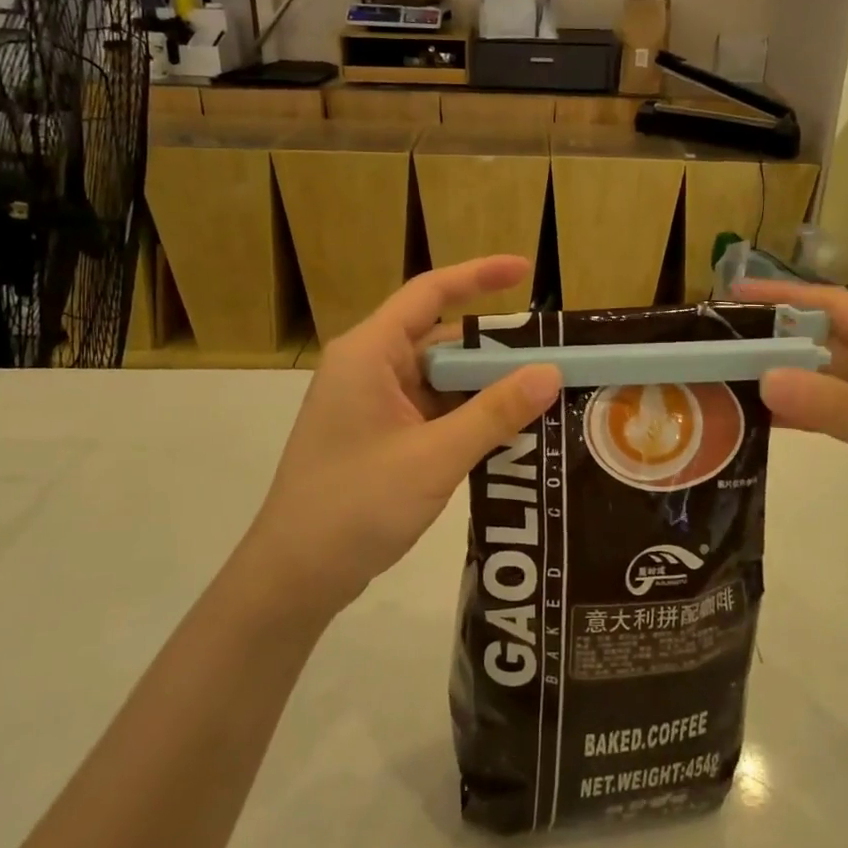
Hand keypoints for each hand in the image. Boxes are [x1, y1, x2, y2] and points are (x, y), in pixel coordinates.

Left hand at [247, 257, 561, 614]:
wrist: (294, 577)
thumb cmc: (355, 505)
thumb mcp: (434, 457)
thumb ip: (494, 413)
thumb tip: (550, 372)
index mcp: (369, 353)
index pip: (429, 293)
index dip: (479, 275)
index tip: (526, 269)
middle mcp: (368, 368)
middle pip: (440, 339)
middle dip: (494, 348)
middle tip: (553, 356)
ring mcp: (372, 404)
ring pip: (439, 379)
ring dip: (484, 386)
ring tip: (543, 394)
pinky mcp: (378, 435)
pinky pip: (431, 410)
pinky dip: (466, 415)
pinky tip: (507, 431)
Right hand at [734, 279, 847, 589]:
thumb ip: (839, 407)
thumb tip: (765, 377)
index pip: (839, 307)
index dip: (787, 297)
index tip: (736, 293)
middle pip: (829, 343)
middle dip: (777, 340)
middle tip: (719, 345)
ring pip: (831, 381)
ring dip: (788, 380)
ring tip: (731, 380)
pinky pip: (840, 415)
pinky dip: (808, 415)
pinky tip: (769, 422)